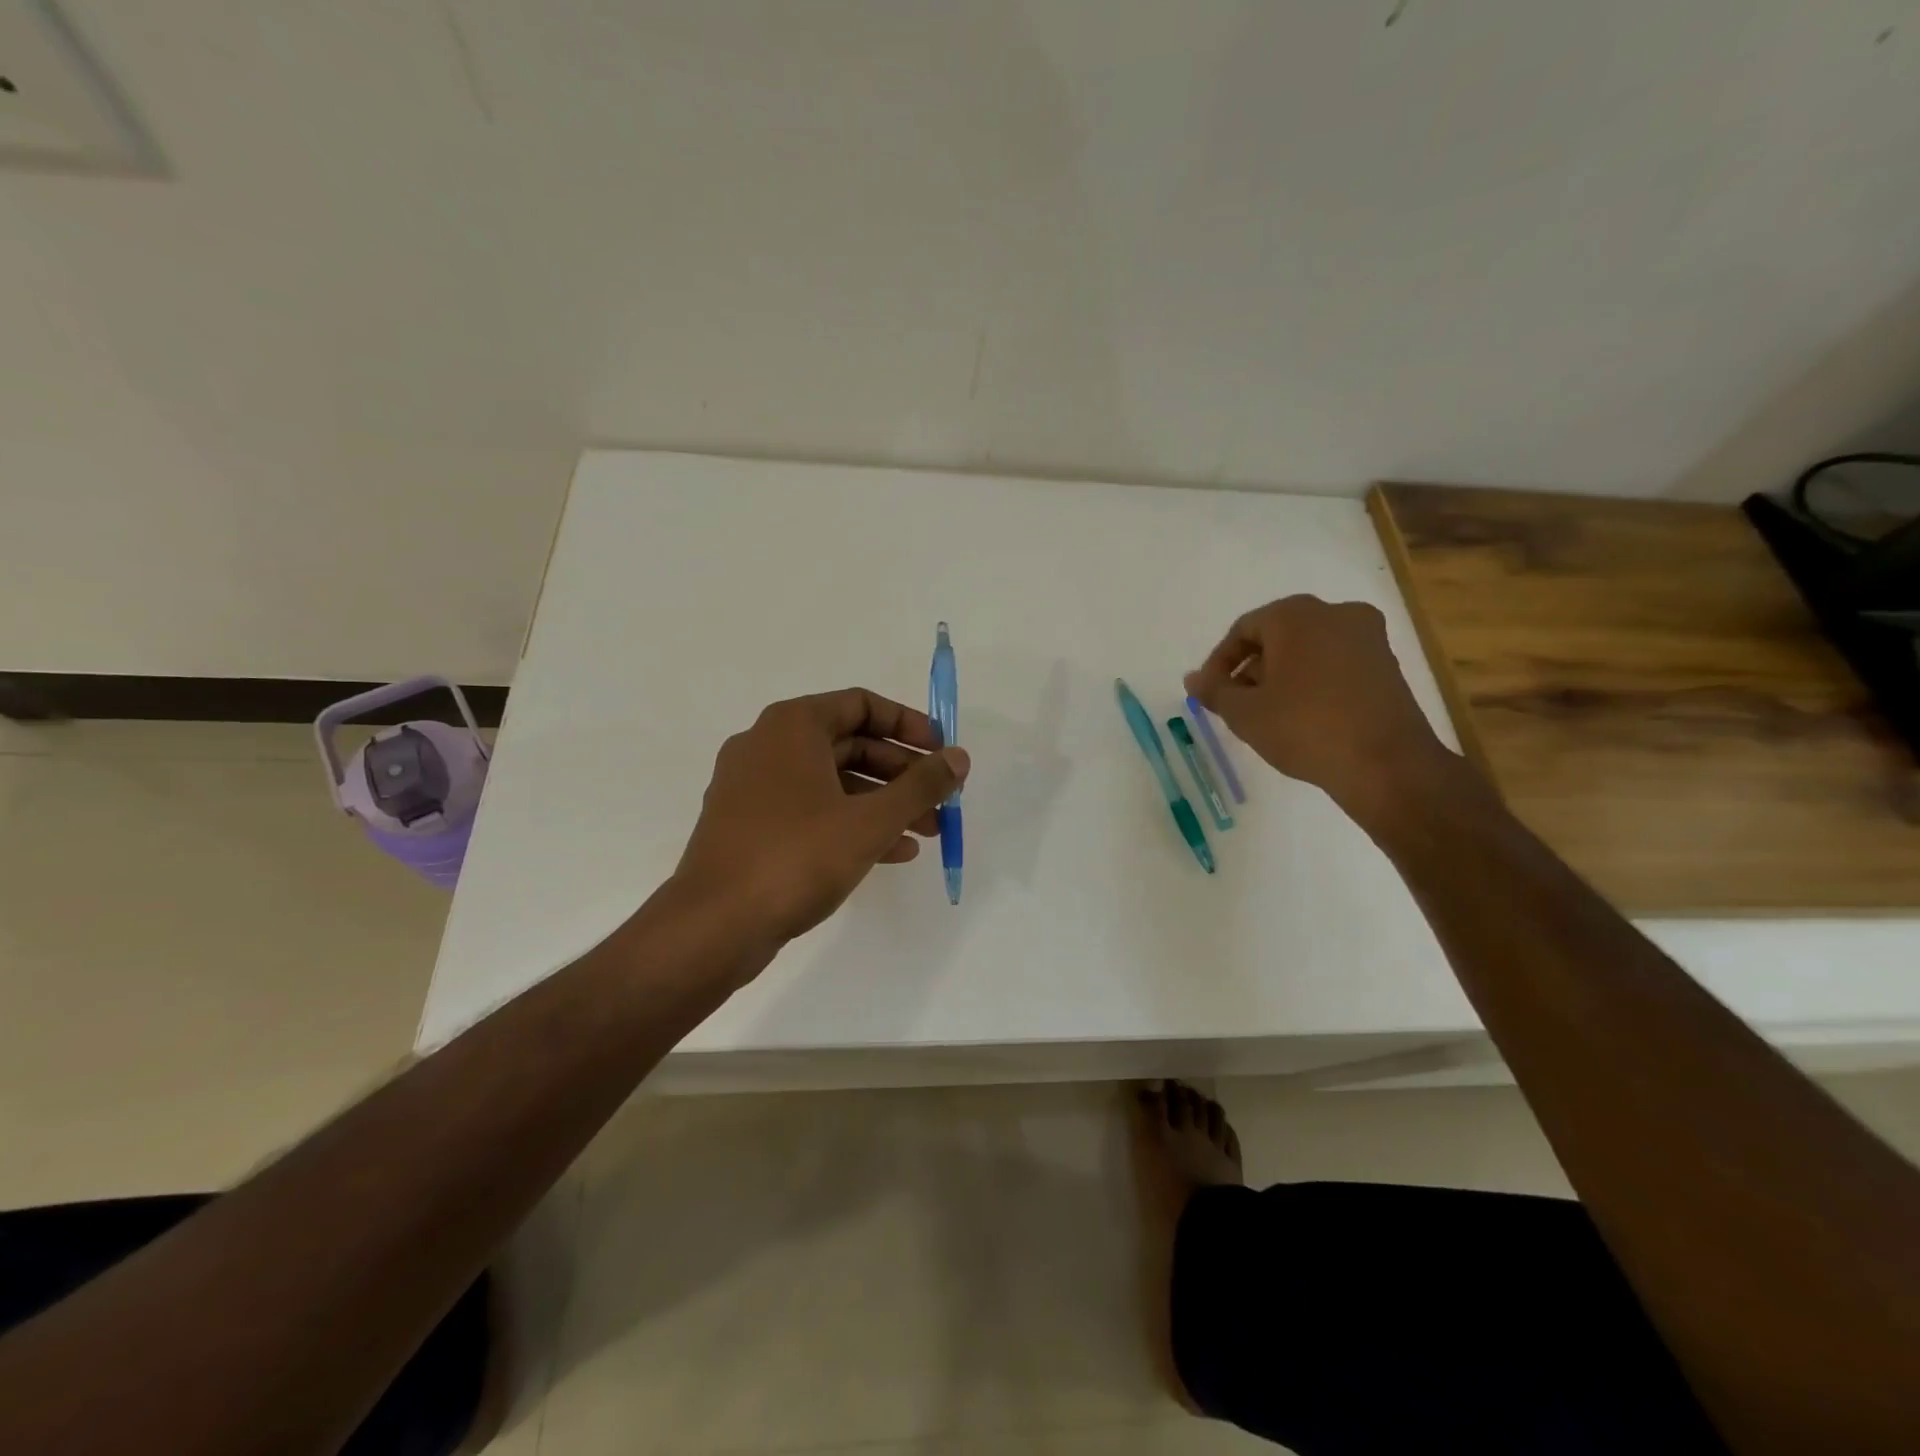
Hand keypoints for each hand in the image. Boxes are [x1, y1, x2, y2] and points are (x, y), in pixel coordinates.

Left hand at [672, 688, 969, 945]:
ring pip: (832, 782)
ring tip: (928, 833)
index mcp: (792, 726)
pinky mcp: (749, 826)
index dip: (908, 725)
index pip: (862, 704)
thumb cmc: (796, 857)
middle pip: (850, 744)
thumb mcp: (871, 820)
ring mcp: (753, 788)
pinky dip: (851, 823)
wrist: (714, 926)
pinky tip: (892, 852)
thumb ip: (921, 786)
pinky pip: (811, 811)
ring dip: (883, 803)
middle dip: (902, 773)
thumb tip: (958, 758)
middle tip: (941, 801)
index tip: (941, 753)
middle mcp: (768, 746)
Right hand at [1185, 595, 1451, 821]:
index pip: (1243, 629)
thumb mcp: (1245, 713)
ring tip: (1267, 715)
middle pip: (1278, 636)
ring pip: (1308, 650)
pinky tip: (1302, 716)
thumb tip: (1193, 678)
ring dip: (1281, 676)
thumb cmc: (1304, 728)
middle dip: (1252, 669)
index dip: (1219, 662)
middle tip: (1236, 704)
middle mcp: (1335, 613)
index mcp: (1296, 615)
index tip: (1210, 693)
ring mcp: (1368, 637)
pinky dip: (1312, 682)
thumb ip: (1214, 691)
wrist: (1386, 764)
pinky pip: (1335, 663)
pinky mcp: (1387, 664)